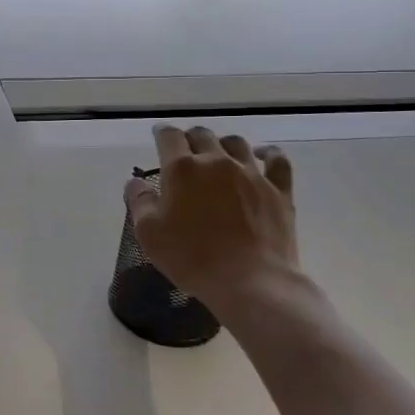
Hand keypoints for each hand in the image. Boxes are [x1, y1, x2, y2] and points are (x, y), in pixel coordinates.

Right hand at [125, 126, 299, 308]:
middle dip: (190, 138)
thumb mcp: (149, 233)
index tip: (159, 135)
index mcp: (182, 169)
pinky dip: (267, 153)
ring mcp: (251, 174)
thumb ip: (139, 201)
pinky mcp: (278, 190)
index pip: (169, 137)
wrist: (250, 282)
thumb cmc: (191, 257)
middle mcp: (217, 162)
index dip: (162, 133)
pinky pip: (276, 160)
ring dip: (223, 143)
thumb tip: (135, 182)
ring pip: (236, 143)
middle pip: (202, 135)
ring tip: (218, 153)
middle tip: (185, 150)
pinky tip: (261, 155)